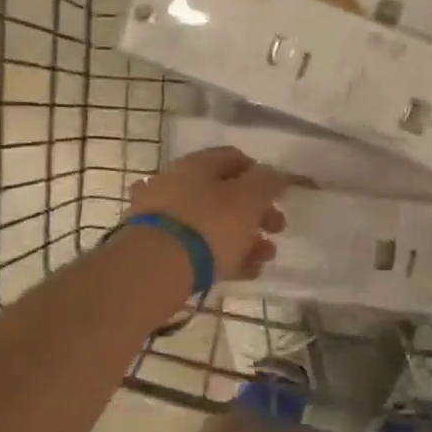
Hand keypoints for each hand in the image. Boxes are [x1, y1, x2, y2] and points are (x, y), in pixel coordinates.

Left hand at [126, 146, 289, 282]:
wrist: (153, 268)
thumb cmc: (208, 225)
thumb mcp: (249, 199)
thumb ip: (267, 182)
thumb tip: (274, 174)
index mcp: (197, 164)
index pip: (234, 158)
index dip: (260, 174)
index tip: (277, 197)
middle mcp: (175, 183)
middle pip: (223, 193)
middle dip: (255, 213)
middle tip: (276, 230)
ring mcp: (161, 216)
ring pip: (210, 223)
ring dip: (242, 239)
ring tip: (262, 260)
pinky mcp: (155, 247)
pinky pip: (194, 247)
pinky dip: (218, 256)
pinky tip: (239, 274)